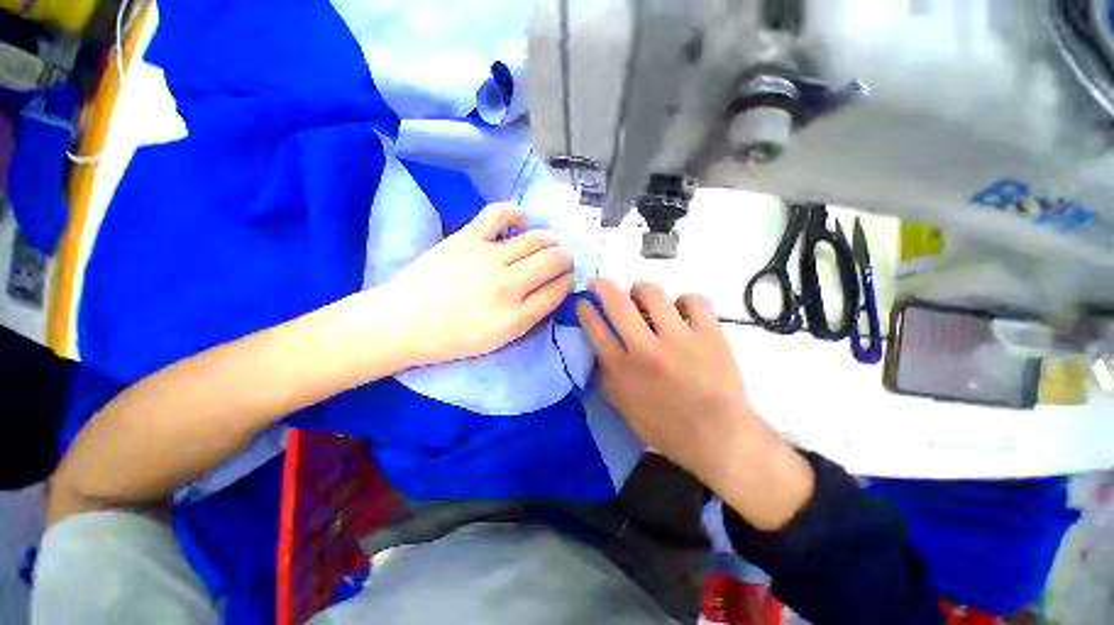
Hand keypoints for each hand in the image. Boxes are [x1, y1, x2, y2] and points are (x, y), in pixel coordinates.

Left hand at [382, 203, 574, 367]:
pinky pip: (498, 215)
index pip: (557, 291)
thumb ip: (530, 316)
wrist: (404, 322)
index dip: (568, 282)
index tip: (568, 278)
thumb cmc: (453, 338)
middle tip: (564, 259)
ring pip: (534, 240)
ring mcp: (487, 257)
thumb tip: (552, 290)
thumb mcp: (500, 340)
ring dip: (550, 239)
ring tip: (552, 241)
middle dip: (565, 258)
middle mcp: (508, 285)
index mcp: (516, 317)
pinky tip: (522, 219)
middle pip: (551, 262)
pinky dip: (514, 213)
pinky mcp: (467, 238)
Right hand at [577, 278, 812, 529]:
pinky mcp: (709, 334)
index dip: (584, 308)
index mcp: (622, 369)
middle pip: (616, 301)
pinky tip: (681, 311)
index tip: (583, 301)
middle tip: (601, 283)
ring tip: (643, 297)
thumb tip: (598, 344)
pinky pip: (693, 300)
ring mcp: (679, 339)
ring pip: (652, 292)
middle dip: (602, 285)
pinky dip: (684, 301)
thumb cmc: (664, 426)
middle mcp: (645, 348)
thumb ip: (606, 373)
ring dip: (641, 290)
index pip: (594, 326)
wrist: (717, 437)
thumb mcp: (622, 405)